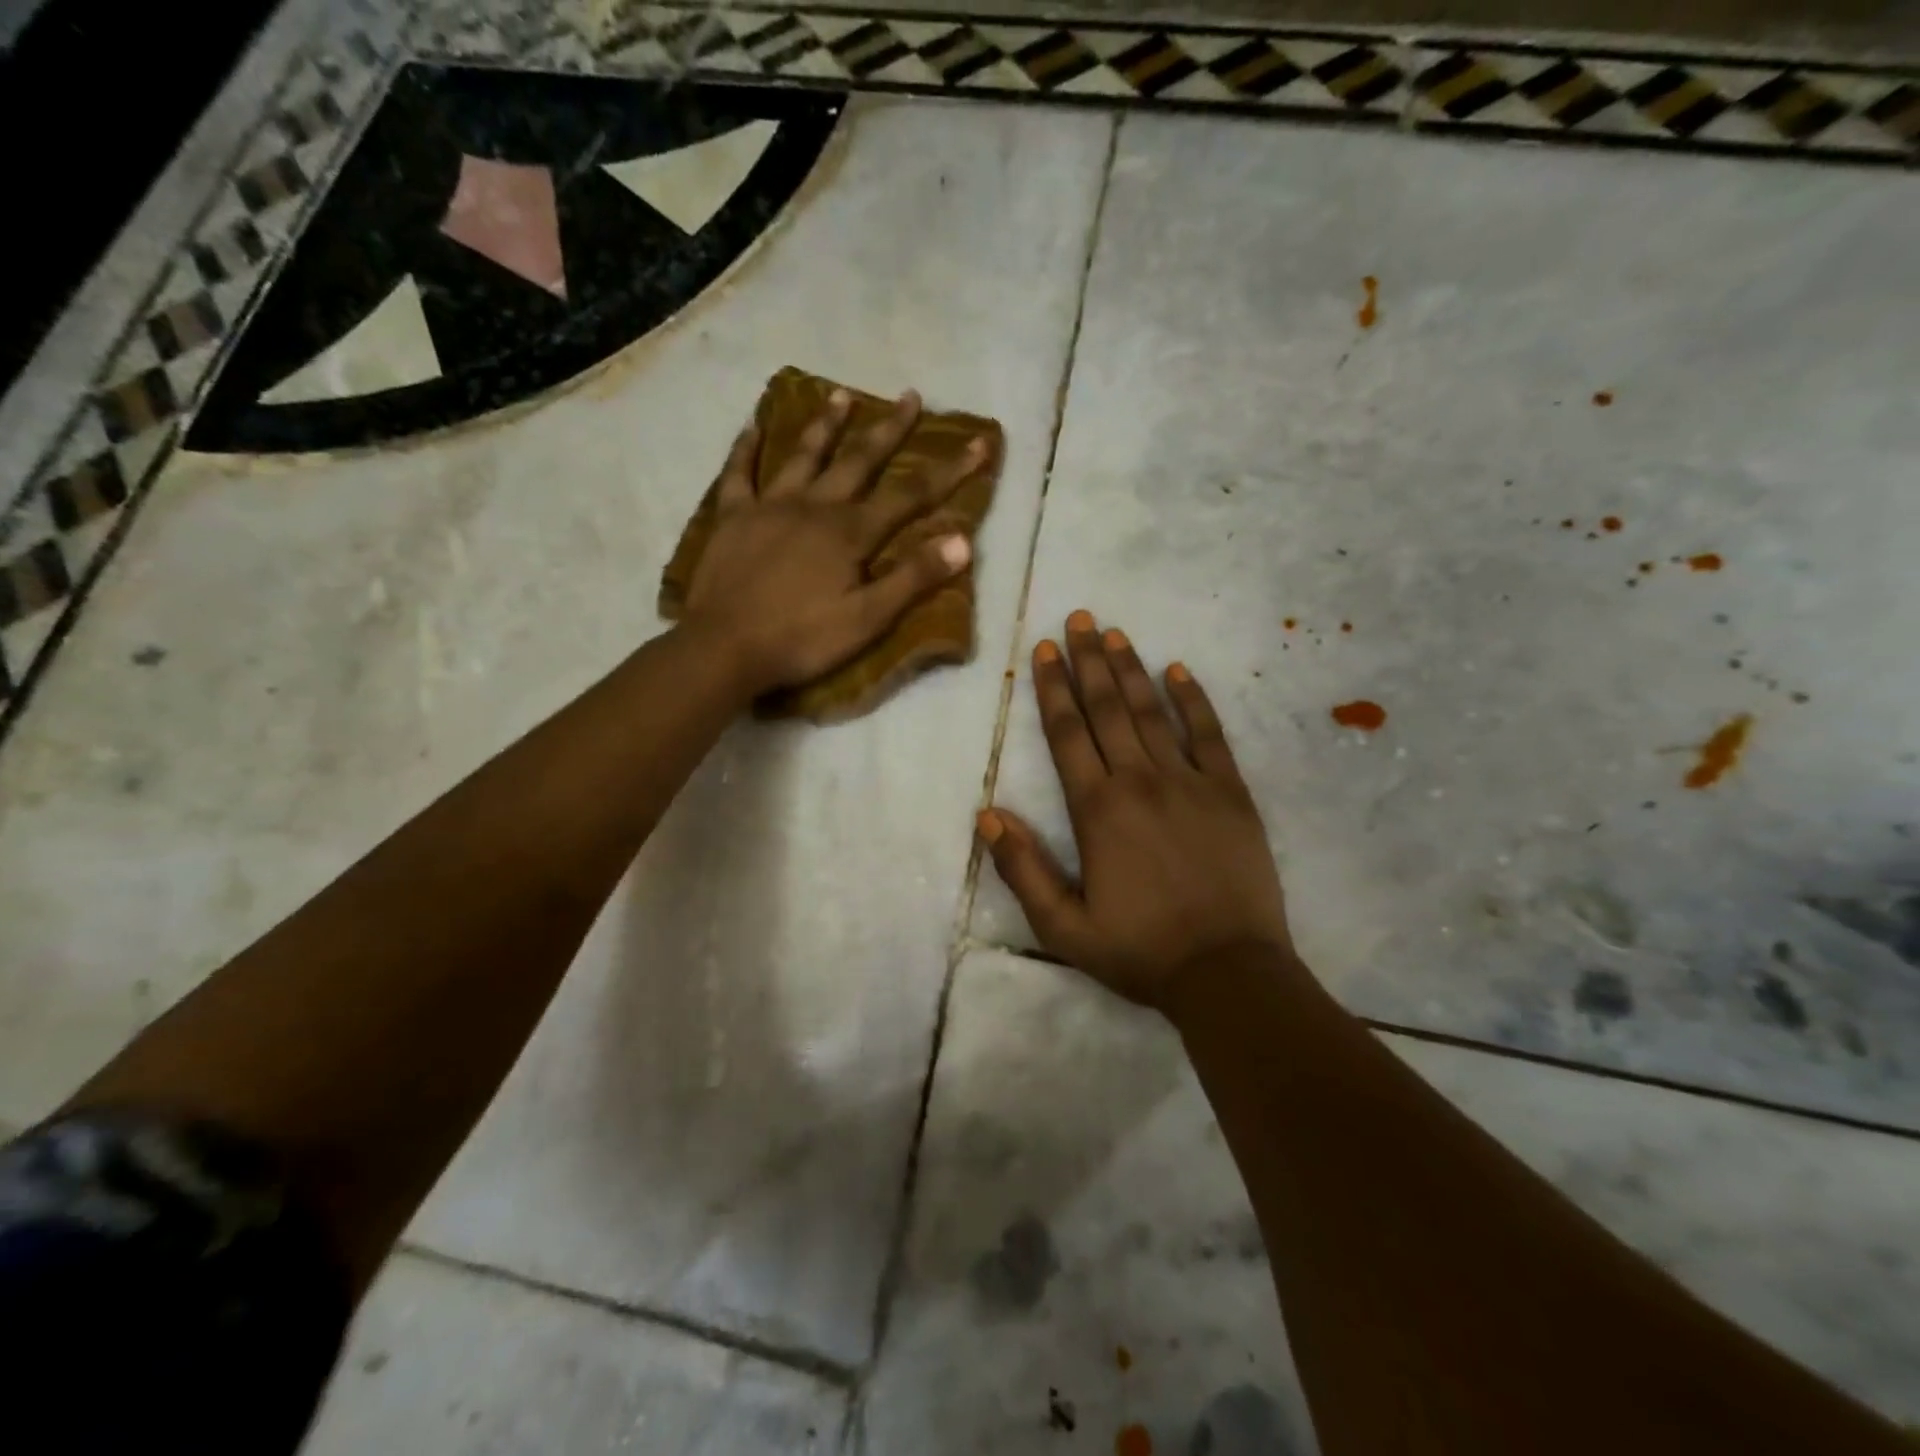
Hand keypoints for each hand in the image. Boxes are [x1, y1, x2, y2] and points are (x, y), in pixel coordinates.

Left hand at [681, 389, 987, 696]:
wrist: (724, 647)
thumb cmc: (802, 639)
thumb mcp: (868, 619)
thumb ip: (913, 578)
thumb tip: (961, 540)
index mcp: (850, 533)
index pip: (911, 495)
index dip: (949, 470)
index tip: (979, 443)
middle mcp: (814, 506)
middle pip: (858, 460)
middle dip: (889, 430)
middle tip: (909, 396)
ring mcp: (769, 506)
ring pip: (803, 456)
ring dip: (826, 425)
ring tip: (842, 394)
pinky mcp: (732, 517)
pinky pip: (739, 472)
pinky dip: (746, 447)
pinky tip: (752, 424)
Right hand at [978, 611, 1294, 1010]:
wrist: (1228, 972)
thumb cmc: (1139, 951)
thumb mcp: (1062, 927)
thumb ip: (1023, 869)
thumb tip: (988, 815)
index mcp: (1097, 809)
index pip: (1067, 734)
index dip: (1053, 688)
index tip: (1044, 649)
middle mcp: (1140, 781)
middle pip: (1108, 709)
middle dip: (1088, 662)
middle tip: (1079, 618)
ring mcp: (1190, 783)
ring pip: (1153, 712)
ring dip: (1130, 670)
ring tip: (1114, 634)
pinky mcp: (1230, 793)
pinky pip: (1209, 735)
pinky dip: (1194, 700)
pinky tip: (1179, 671)